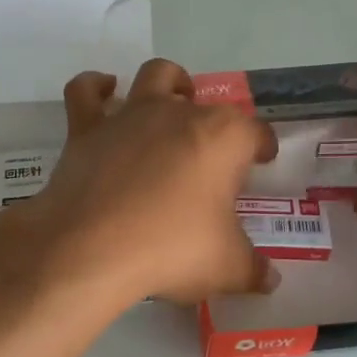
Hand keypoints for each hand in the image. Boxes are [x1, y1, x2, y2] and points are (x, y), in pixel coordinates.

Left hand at [4, 59, 281, 306]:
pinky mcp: (87, 129)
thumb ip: (253, 270)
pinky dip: (95, 87)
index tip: (262, 161)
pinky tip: (105, 92)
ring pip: (155, 76)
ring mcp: (130, 116)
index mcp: (223, 137)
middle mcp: (179, 113)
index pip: (255, 132)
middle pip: (207, 104)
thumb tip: (271, 280)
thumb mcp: (226, 267)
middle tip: (213, 153)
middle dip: (216, 122)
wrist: (91, 249)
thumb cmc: (171, 249)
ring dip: (169, 83)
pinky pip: (86, 91)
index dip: (262, 146)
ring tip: (173, 101)